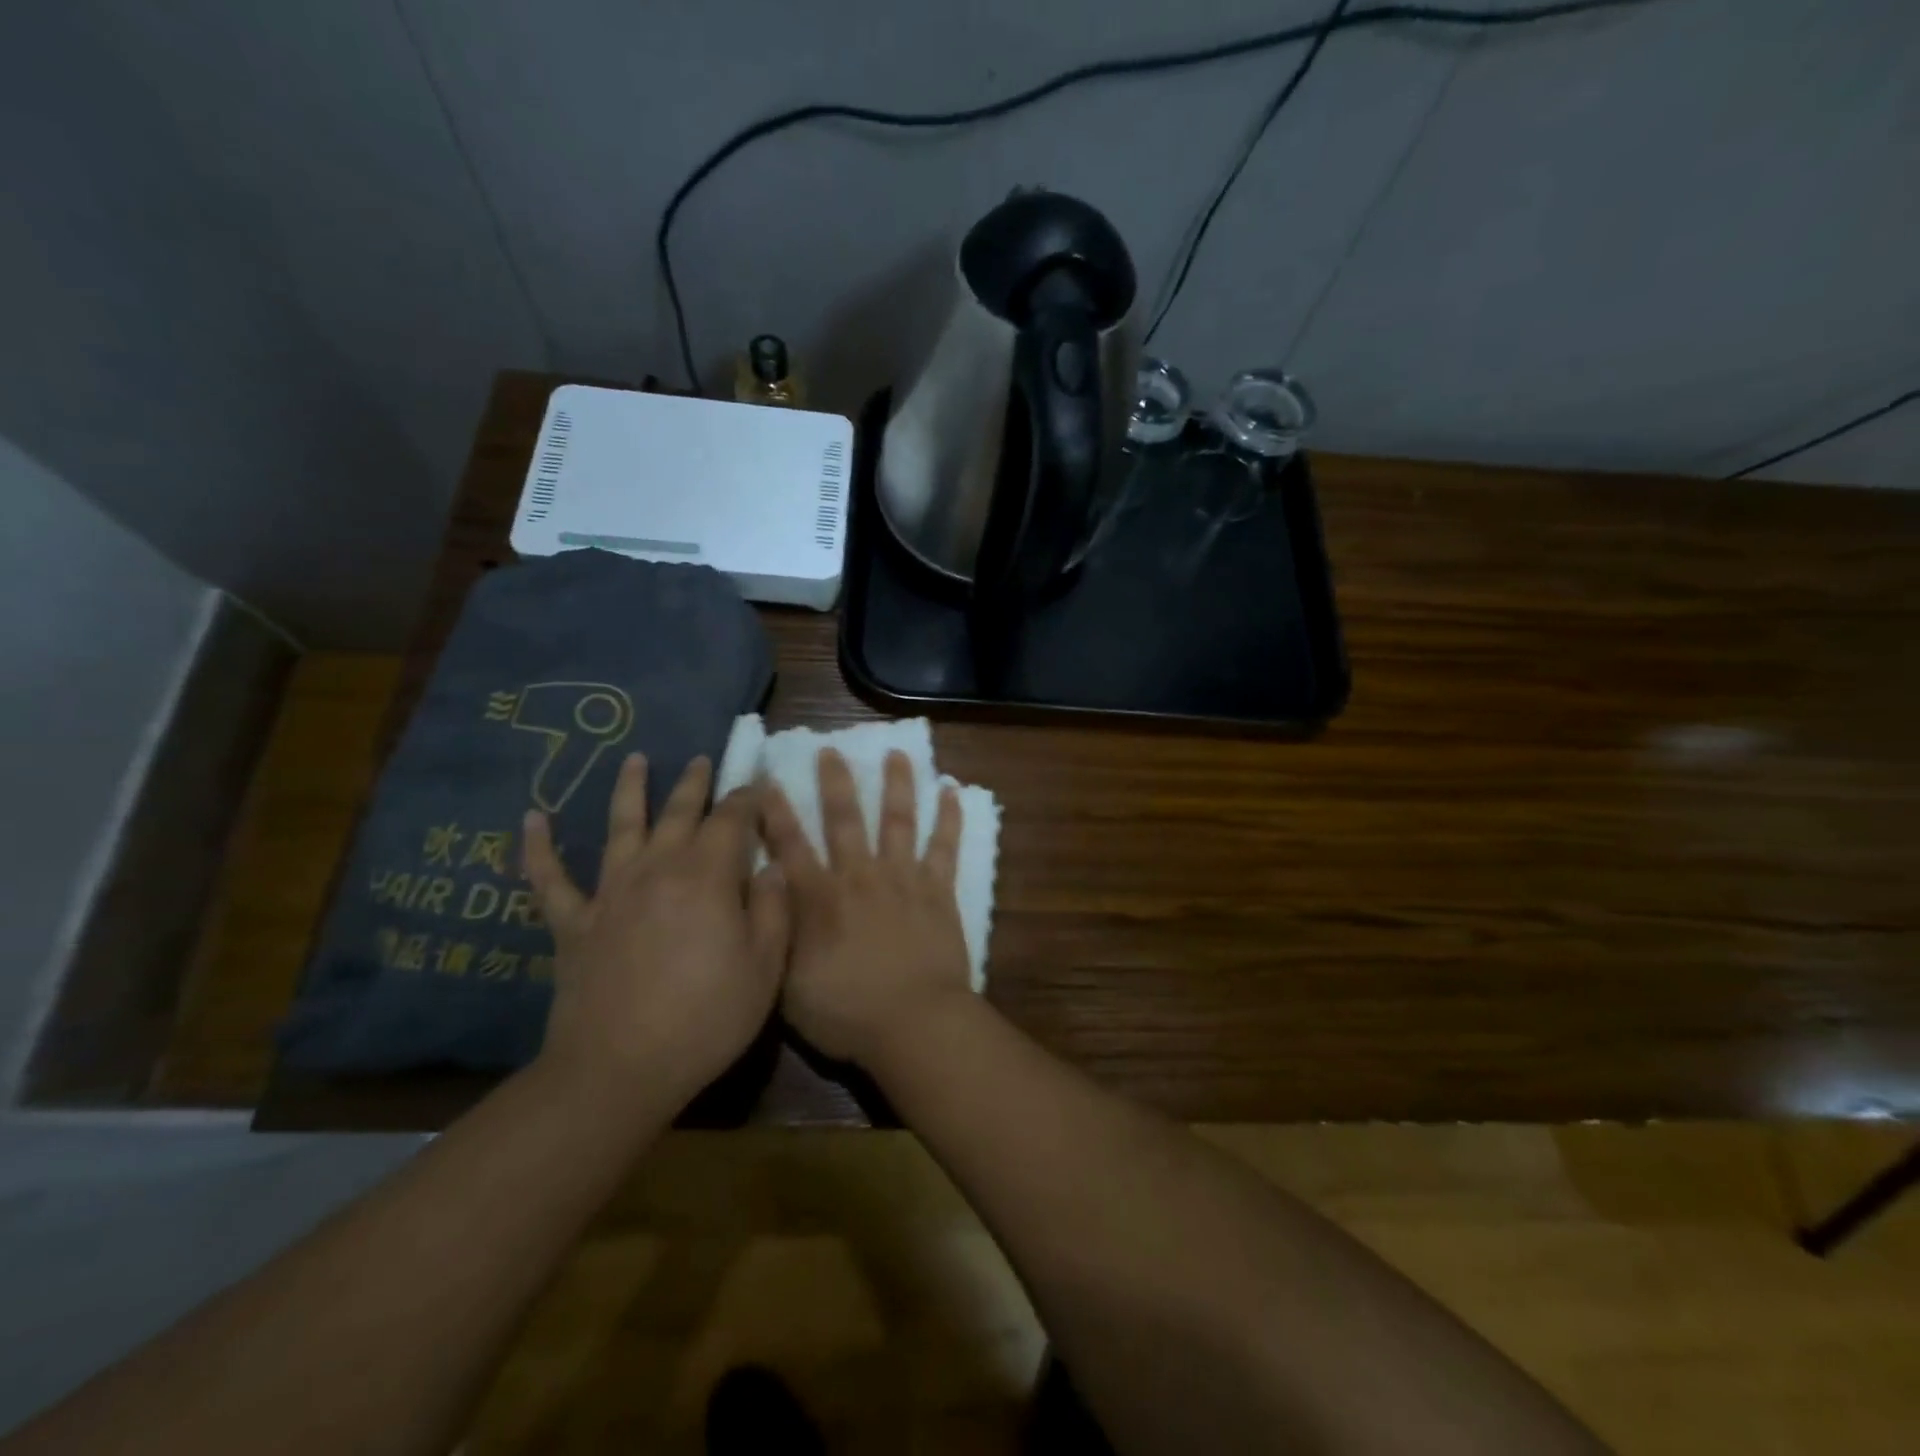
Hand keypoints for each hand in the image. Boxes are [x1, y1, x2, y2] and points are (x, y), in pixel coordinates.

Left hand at [522, 754, 786, 1108]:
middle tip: (704, 760)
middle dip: (696, 784)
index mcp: (707, 876)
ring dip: (629, 790)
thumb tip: (771, 867)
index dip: (747, 798)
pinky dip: (539, 848)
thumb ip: (772, 909)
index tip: (758, 783)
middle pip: (679, 813)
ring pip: (621, 827)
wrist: (620, 1069)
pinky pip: (550, 879)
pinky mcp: (574, 923)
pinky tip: (531, 819)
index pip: (732, 820)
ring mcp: (611, 893)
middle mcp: (658, 869)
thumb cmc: (706, 1018)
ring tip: (635, 759)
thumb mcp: (764, 968)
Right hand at [761, 748, 972, 1066]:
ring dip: (897, 784)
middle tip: (831, 750)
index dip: (775, 812)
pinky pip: (945, 846)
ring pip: (898, 820)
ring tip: (897, 753)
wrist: (914, 1023)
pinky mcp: (939, 891)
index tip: (767, 779)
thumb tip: (766, 896)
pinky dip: (950, 817)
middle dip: (835, 783)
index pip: (790, 846)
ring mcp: (903, 879)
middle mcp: (860, 876)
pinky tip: (952, 790)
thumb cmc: (846, 1013)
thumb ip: (778, 935)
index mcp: (820, 898)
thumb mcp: (789, 984)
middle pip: (845, 820)